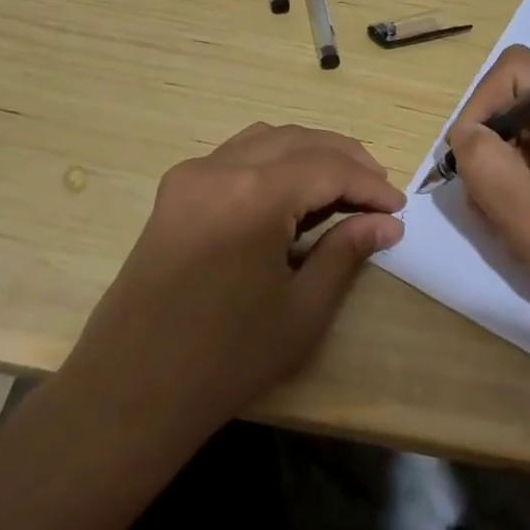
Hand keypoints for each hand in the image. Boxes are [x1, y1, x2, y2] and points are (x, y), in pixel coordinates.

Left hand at [63, 123, 404, 441]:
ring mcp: (190, 176)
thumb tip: (386, 223)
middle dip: (345, 159)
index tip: (398, 208)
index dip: (369, 184)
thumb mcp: (301, 310)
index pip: (328, 167)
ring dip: (308, 153)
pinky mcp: (174, 192)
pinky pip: (235, 156)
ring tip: (341, 186)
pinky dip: (272, 161)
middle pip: (298, 140)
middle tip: (378, 191)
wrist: (131, 389)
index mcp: (254, 193)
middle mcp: (219, 168)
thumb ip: (345, 253)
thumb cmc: (225, 358)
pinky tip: (291, 191)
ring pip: (264, 139)